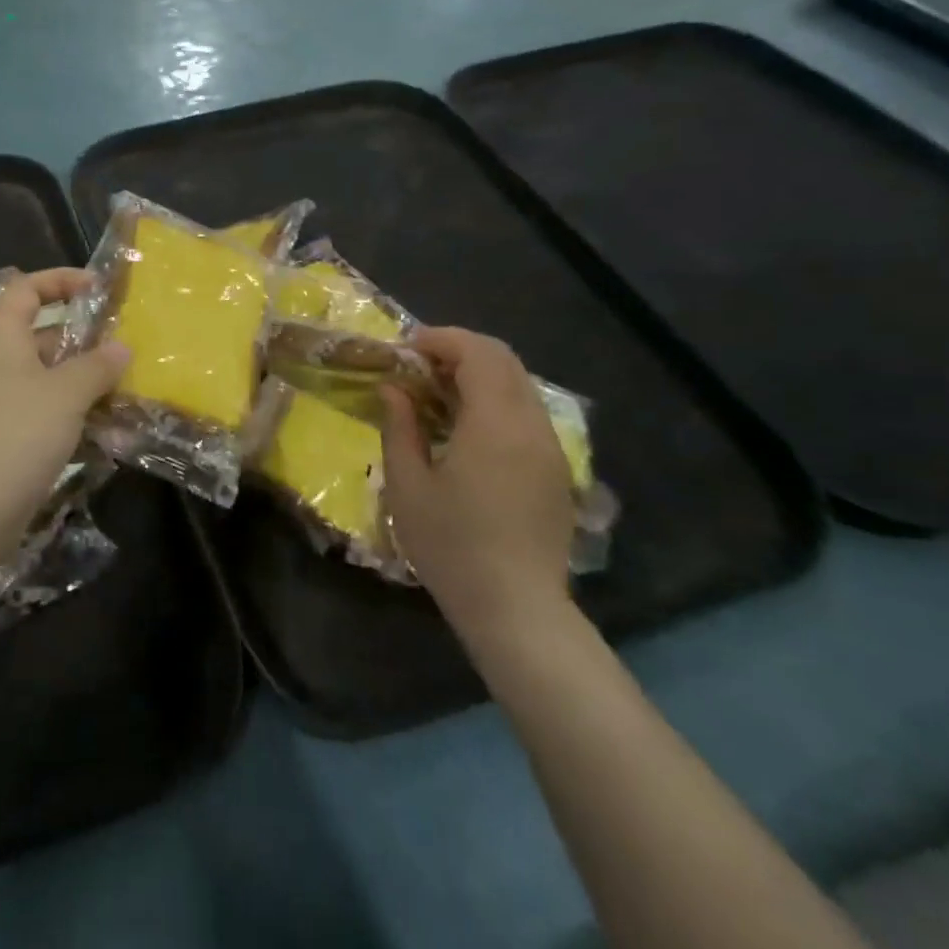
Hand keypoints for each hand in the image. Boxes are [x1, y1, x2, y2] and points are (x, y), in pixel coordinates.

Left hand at [0, 269, 128, 533]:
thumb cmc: (17, 433)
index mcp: (3, 338)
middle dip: (85, 337)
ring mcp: (3, 403)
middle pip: (43, 334)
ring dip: (87, 379)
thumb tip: (121, 348)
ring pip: (50, 377)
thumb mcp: (66, 392)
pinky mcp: (10, 438)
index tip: (98, 288)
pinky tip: (112, 428)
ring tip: (129, 384)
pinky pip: (49, 412)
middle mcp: (0, 364)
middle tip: (126, 343)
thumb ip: (97, 366)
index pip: (26, 289)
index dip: (60, 280)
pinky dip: (77, 413)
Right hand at [379, 327, 574, 638]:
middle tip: (419, 366)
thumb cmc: (451, 545)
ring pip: (519, 384)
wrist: (516, 609)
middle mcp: (531, 424)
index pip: (477, 352)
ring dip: (479, 374)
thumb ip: (400, 427)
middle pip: (504, 359)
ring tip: (437, 394)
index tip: (406, 349)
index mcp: (495, 423)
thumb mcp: (408, 485)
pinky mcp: (555, 469)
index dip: (440, 339)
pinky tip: (465, 428)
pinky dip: (495, 400)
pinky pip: (527, 412)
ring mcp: (550, 447)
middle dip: (460, 350)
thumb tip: (393, 389)